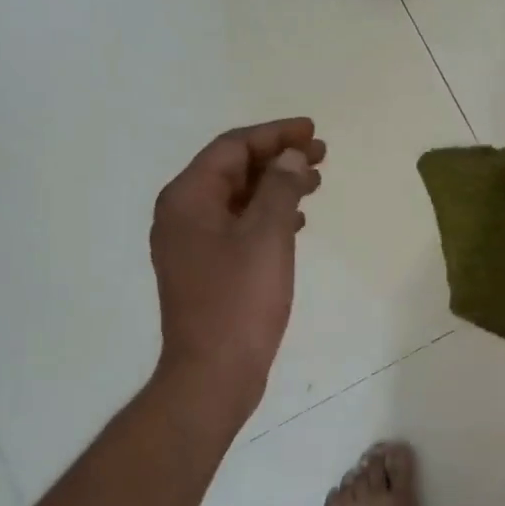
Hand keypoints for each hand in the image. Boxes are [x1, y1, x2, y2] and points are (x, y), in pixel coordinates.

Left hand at [151, 118, 323, 418]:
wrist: (213, 374)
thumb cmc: (239, 300)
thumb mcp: (267, 235)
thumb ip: (280, 187)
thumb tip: (291, 157)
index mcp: (188, 199)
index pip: (232, 147)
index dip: (275, 134)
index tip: (312, 131)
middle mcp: (183, 214)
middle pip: (234, 169)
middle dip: (278, 157)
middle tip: (322, 153)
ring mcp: (192, 243)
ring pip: (239, 197)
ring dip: (277, 185)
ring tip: (317, 181)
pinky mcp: (207, 267)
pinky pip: (239, 224)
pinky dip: (268, 214)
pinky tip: (298, 220)